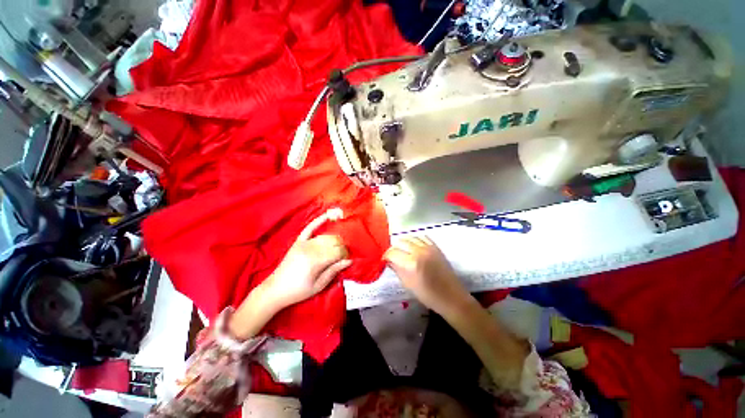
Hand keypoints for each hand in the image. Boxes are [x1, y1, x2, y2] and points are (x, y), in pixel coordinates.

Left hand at [264, 208, 351, 308]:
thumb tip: (349, 261)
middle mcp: (311, 248)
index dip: (345, 255)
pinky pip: (311, 227)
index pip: (338, 251)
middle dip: (342, 247)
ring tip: (337, 247)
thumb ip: (334, 271)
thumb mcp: (319, 285)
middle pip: (334, 242)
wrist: (275, 289)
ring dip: (335, 239)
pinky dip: (320, 220)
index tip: (347, 260)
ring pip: (326, 236)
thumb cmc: (299, 291)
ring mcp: (304, 243)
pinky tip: (329, 215)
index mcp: (316, 261)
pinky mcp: (299, 241)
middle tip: (342, 256)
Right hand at [384, 236, 468, 314]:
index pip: (392, 253)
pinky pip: (422, 237)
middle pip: (400, 242)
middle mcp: (419, 252)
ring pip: (410, 237)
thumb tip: (389, 261)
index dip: (386, 256)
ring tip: (402, 250)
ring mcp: (428, 247)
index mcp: (411, 264)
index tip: (385, 260)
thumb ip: (397, 270)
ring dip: (403, 242)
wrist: (451, 296)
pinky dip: (415, 239)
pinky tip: (414, 246)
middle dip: (394, 248)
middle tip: (393, 255)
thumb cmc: (428, 295)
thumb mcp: (408, 285)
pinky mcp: (436, 247)